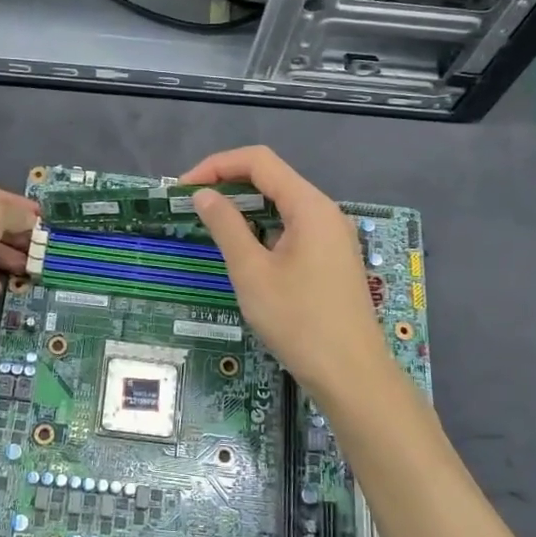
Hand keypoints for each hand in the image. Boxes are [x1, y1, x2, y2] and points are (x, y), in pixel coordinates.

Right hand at [179, 146, 388, 399]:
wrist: (352, 375)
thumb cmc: (299, 321)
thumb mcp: (252, 272)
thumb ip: (226, 227)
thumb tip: (204, 195)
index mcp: (309, 206)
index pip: (259, 161)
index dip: (217, 166)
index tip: (184, 189)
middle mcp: (325, 212)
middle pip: (272, 178)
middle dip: (228, 184)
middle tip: (191, 206)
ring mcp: (332, 236)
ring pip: (282, 205)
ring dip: (245, 208)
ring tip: (210, 225)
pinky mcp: (332, 258)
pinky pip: (293, 228)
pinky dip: (263, 228)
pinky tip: (244, 250)